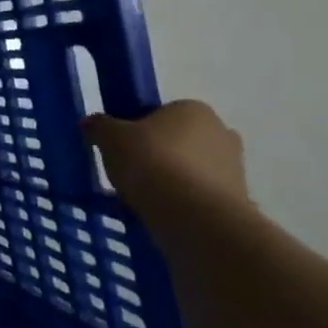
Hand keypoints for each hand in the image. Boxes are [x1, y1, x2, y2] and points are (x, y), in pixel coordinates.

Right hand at [82, 100, 249, 214]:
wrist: (194, 217)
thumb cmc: (152, 162)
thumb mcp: (110, 138)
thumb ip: (99, 126)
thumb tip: (91, 123)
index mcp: (193, 109)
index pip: (161, 113)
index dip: (137, 129)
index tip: (120, 147)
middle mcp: (221, 133)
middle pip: (178, 142)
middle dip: (157, 156)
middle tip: (129, 173)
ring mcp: (234, 169)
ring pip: (189, 172)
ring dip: (168, 182)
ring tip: (138, 201)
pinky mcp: (236, 202)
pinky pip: (198, 198)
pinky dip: (180, 205)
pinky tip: (157, 216)